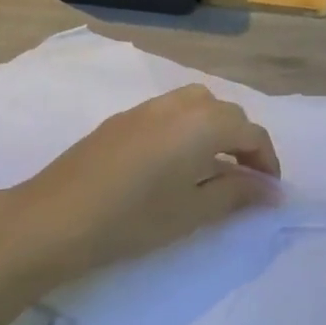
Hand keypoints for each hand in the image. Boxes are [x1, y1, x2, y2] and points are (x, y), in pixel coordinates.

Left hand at [6, 85, 280, 282]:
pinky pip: (168, 112)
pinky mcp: (121, 120)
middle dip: (243, 141)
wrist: (54, 218)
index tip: (269, 191)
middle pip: (225, 112)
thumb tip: (270, 190)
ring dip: (214, 129)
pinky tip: (172, 163)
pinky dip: (186, 128)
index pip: (251, 133)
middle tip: (244, 179)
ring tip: (211, 166)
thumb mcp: (193, 212)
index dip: (267, 161)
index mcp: (202, 124)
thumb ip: (237, 194)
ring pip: (196, 104)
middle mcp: (178, 105)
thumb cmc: (132, 219)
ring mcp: (145, 109)